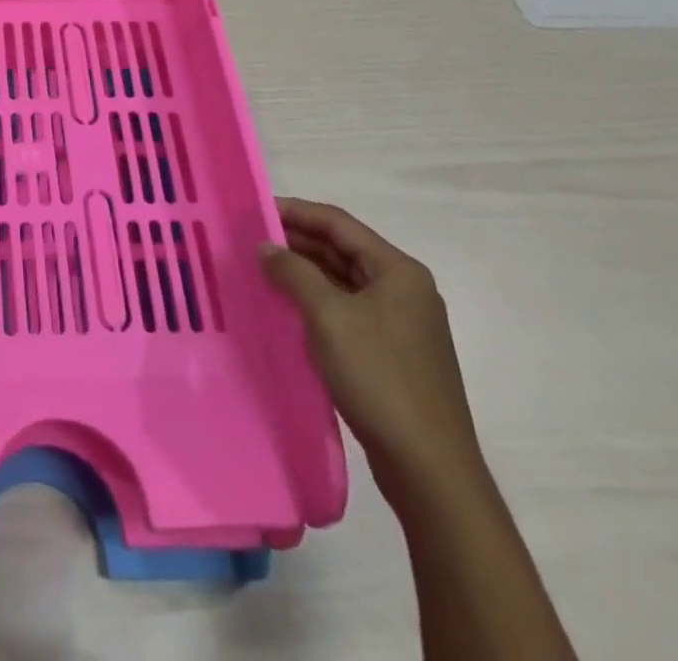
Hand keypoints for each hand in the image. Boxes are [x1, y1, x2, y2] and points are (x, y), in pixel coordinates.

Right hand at [260, 199, 482, 491]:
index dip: (294, 211)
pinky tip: (285, 308)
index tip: (253, 210)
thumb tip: (265, 247)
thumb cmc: (379, 378)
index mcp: (398, 271)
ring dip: (302, 272)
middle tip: (248, 240)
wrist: (429, 468)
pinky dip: (315, 302)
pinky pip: (345, 310)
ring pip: (342, 281)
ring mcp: (400, 324)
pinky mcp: (391, 353)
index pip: (337, 223)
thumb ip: (293, 273)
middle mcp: (403, 289)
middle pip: (341, 249)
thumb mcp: (328, 316)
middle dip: (295, 242)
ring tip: (259, 269)